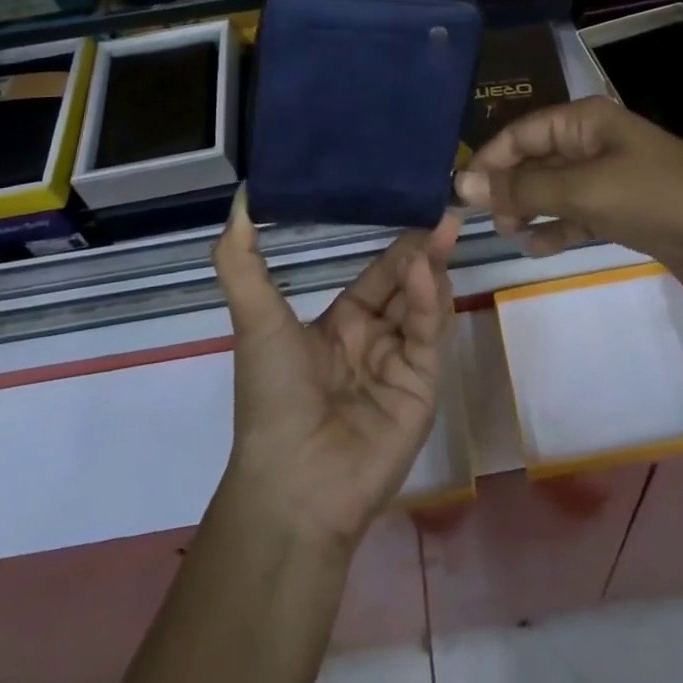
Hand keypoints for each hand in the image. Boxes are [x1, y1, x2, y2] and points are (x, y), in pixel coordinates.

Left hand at [212, 189, 459, 549]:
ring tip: (439, 232)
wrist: (292, 484)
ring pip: (423, 307)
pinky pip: (427, 337)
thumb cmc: (272, 396)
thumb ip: (242, 260)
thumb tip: (239, 199)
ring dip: (430, 271)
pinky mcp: (422, 388)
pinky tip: (425, 271)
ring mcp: (400, 365)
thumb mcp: (254, 319)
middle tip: (443, 213)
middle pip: (407, 286)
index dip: (396, 246)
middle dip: (424, 252)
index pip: (377, 276)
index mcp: (341, 326)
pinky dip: (429, 303)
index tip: (415, 206)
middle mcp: (374, 341)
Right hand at [454, 96, 682, 300]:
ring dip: (530, 209)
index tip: (462, 194)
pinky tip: (538, 248)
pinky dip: (556, 228)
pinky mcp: (621, 210)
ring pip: (553, 188)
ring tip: (511, 234)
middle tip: (489, 220)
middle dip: (509, 187)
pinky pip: (576, 213)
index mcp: (584, 120)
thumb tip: (463, 184)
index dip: (490, 160)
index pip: (521, 133)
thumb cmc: (655, 198)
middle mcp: (593, 141)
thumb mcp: (584, 190)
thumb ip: (523, 189)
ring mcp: (608, 176)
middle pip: (535, 159)